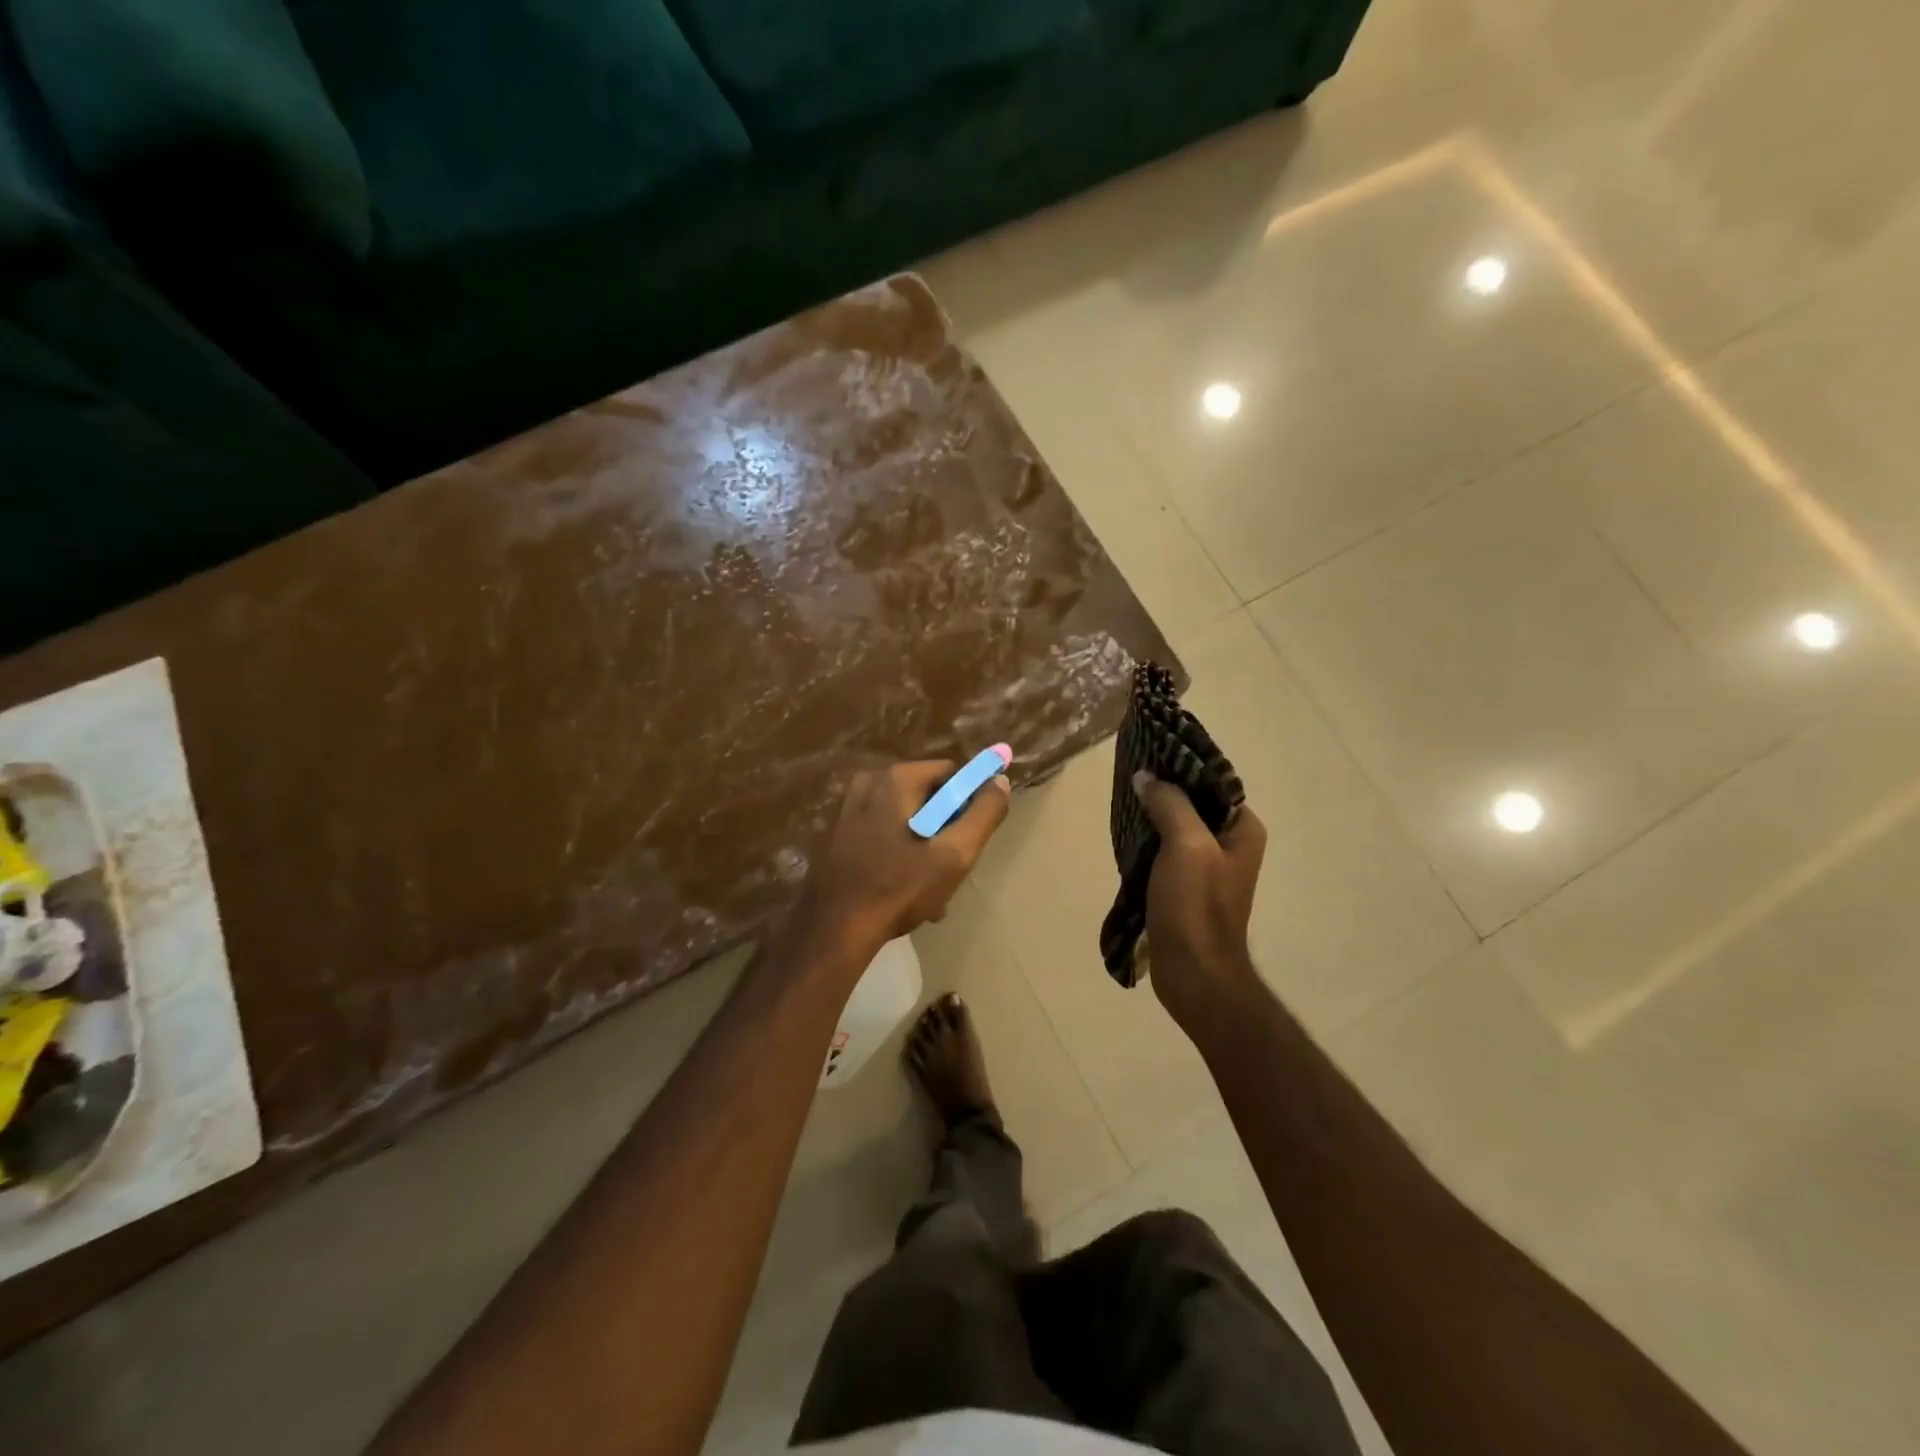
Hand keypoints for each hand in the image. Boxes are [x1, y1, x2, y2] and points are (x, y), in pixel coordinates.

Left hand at [805, 760, 1010, 954]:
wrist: (833, 930)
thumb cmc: (898, 889)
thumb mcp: (954, 855)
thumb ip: (984, 814)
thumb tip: (1000, 782)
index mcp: (896, 779)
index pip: (951, 774)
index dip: (968, 804)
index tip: (969, 840)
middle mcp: (868, 782)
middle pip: (927, 796)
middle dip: (944, 830)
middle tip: (950, 870)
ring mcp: (848, 807)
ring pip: (905, 817)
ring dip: (923, 847)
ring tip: (929, 889)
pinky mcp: (838, 832)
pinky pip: (882, 831)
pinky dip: (898, 853)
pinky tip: (902, 888)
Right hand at [1132, 771, 1267, 1042]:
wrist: (1193, 973)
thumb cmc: (1196, 906)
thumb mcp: (1186, 845)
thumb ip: (1170, 803)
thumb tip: (1146, 777)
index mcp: (1242, 830)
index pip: (1213, 783)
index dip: (1183, 766)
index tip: (1150, 751)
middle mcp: (1230, 844)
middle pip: (1194, 802)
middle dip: (1163, 788)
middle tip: (1130, 771)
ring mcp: (1207, 867)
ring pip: (1176, 826)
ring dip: (1152, 814)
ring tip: (1123, 796)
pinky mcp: (1185, 886)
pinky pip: (1165, 850)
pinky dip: (1148, 839)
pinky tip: (1126, 831)